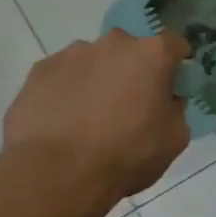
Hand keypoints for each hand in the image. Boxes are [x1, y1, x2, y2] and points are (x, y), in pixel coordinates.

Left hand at [1, 31, 190, 211]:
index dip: (175, 66)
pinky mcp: (39, 70)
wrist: (57, 173)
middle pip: (131, 50)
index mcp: (152, 55)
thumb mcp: (175, 138)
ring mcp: (72, 54)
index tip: (171, 87)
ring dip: (99, 80)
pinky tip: (64, 121)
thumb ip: (175, 109)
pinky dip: (68, 91)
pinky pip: (63, 76)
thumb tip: (165, 101)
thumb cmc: (128, 154)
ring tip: (90, 118)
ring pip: (94, 61)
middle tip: (130, 106)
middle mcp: (113, 43)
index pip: (174, 44)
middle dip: (133, 71)